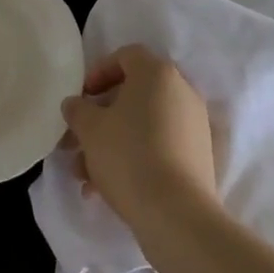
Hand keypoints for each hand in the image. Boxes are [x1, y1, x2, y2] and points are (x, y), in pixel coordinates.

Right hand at [61, 45, 216, 233]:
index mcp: (157, 73)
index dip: (99, 72)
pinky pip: (160, 147)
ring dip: (112, 143)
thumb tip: (74, 104)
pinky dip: (135, 158)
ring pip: (143, 125)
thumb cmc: (128, 156)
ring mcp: (194, 126)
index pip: (126, 56)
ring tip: (84, 175)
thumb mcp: (90, 129)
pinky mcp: (199, 158)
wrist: (177, 216)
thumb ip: (77, 110)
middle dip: (101, 117)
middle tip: (77, 140)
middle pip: (133, 94)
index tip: (81, 97)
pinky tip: (107, 189)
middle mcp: (181, 91)